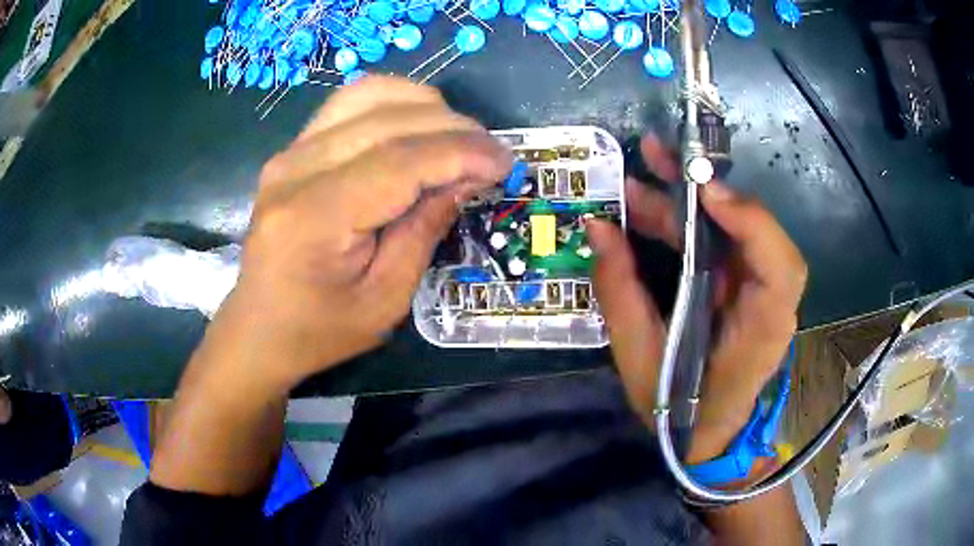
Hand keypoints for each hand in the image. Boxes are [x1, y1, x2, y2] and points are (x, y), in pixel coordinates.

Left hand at [212, 76, 511, 389]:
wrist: (259, 327)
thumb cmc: (321, 329)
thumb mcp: (386, 299)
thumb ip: (425, 229)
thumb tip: (467, 176)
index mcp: (315, 217)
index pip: (400, 160)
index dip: (461, 152)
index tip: (505, 162)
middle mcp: (295, 170)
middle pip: (388, 119)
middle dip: (454, 127)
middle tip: (491, 154)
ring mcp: (290, 152)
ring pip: (370, 96)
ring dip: (426, 107)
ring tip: (459, 138)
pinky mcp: (293, 149)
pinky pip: (350, 104)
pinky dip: (395, 103)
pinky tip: (418, 126)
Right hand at [587, 135, 806, 463]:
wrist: (708, 435)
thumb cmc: (679, 411)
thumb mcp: (640, 361)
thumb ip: (621, 295)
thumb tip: (598, 228)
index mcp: (761, 329)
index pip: (779, 267)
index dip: (751, 222)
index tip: (704, 193)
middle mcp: (769, 300)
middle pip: (756, 231)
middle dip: (708, 187)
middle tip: (659, 155)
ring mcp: (755, 288)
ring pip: (732, 228)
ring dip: (690, 197)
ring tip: (642, 172)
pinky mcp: (740, 284)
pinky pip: (718, 241)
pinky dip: (687, 219)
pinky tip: (650, 206)